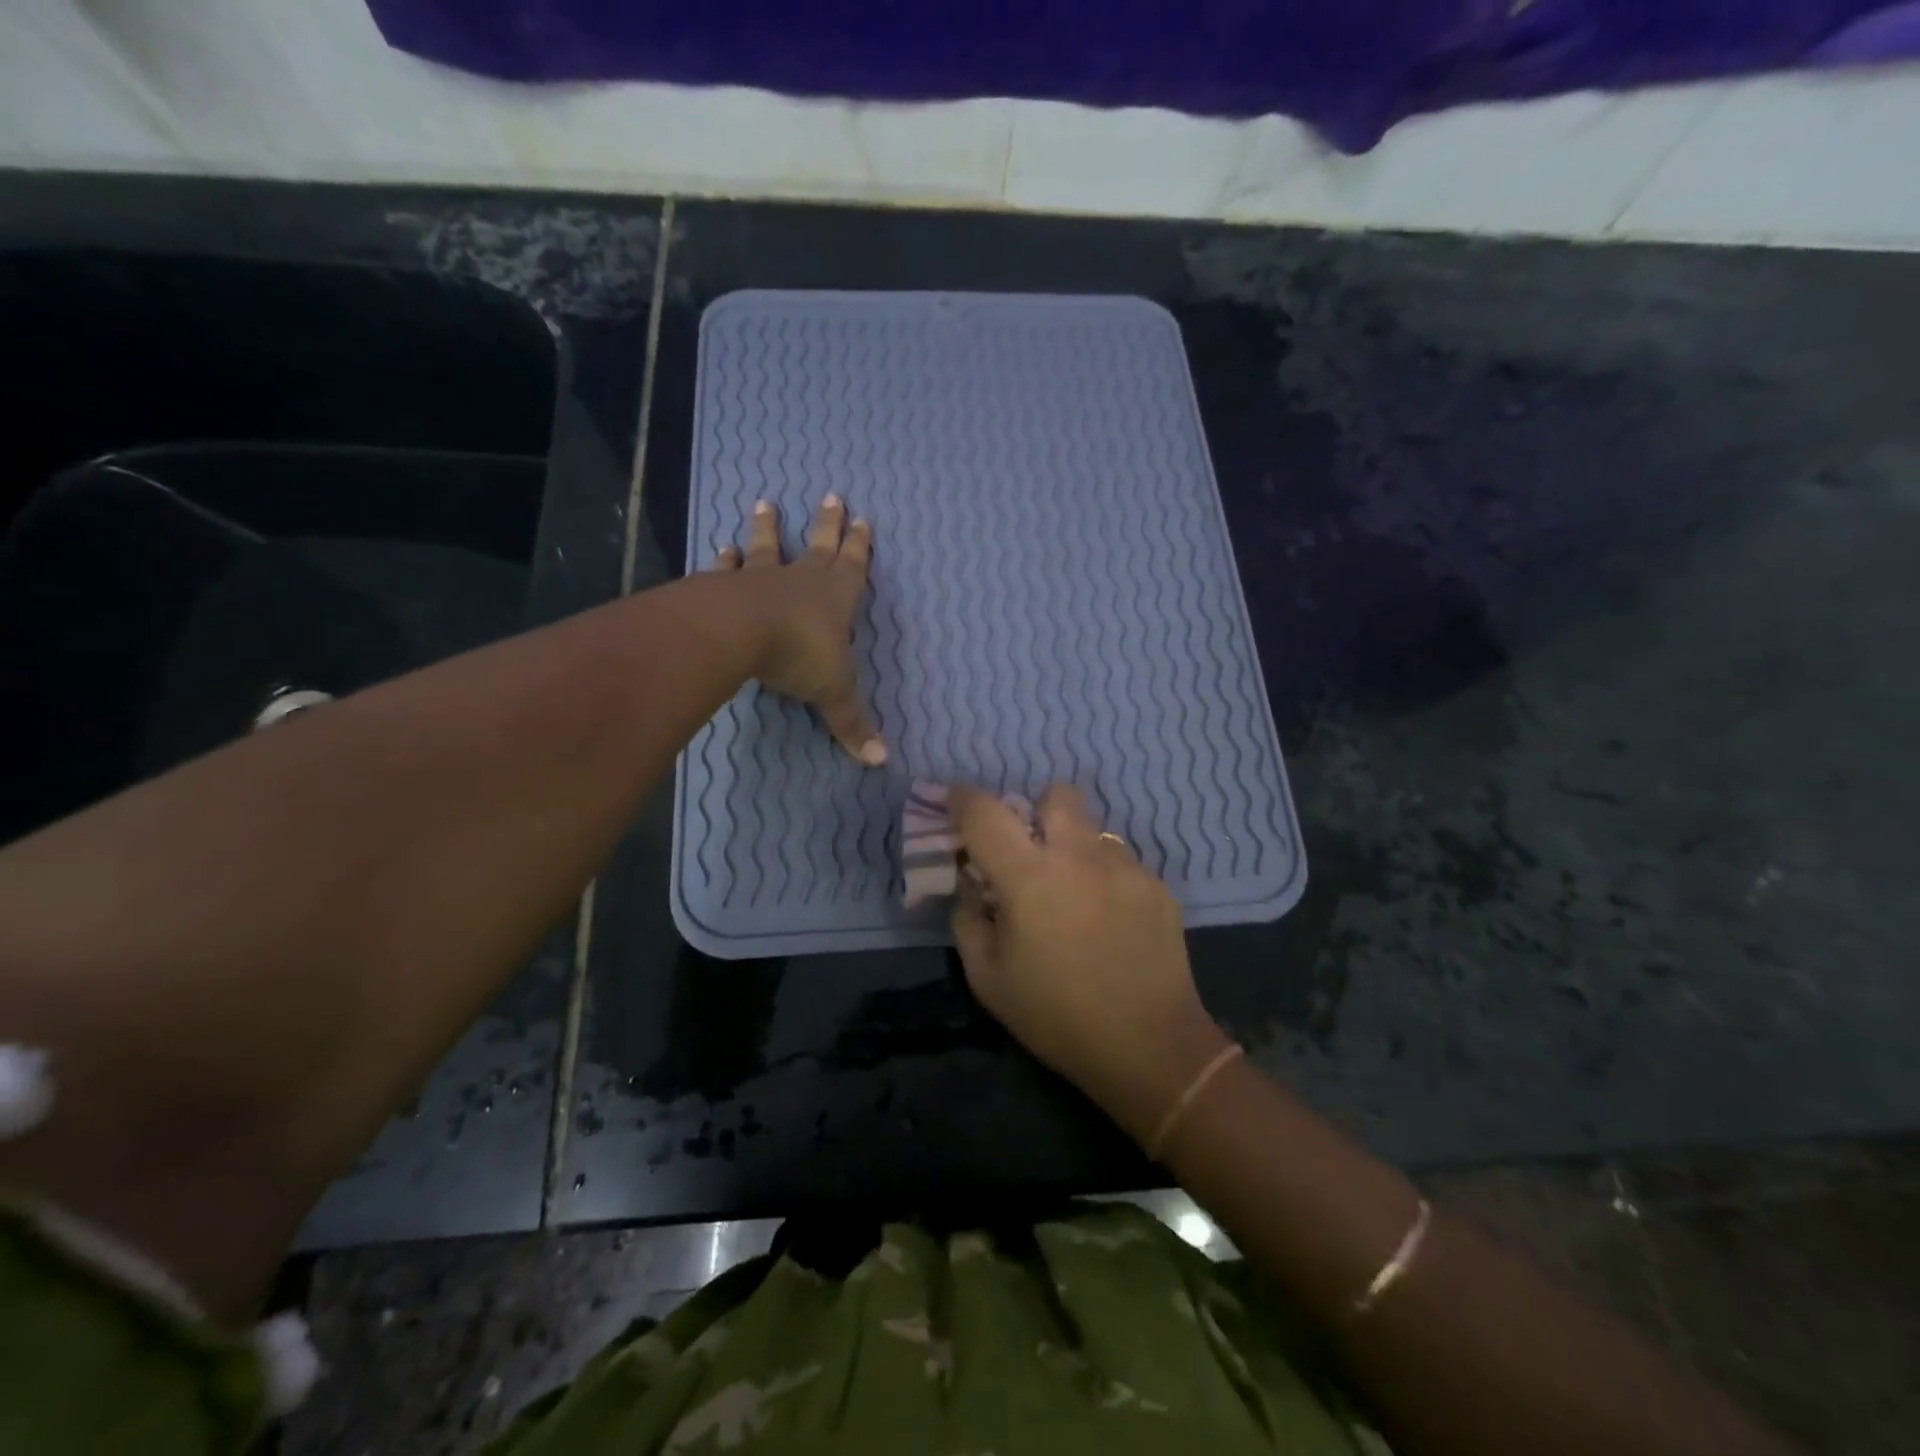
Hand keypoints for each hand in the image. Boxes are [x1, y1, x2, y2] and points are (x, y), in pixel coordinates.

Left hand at [710, 496, 885, 765]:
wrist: (740, 633)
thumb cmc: (799, 655)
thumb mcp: (833, 694)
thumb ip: (852, 725)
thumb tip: (880, 762)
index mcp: (835, 597)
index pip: (853, 566)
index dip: (859, 545)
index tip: (862, 519)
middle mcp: (801, 580)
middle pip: (818, 545)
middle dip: (827, 524)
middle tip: (830, 495)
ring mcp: (761, 579)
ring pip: (768, 547)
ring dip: (768, 528)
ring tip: (764, 504)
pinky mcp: (725, 586)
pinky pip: (728, 569)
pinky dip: (725, 560)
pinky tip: (721, 549)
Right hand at [949, 784, 1230, 1143]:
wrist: (1149, 1048)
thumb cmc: (1056, 1017)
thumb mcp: (988, 978)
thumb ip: (968, 918)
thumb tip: (971, 884)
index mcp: (1029, 877)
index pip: (985, 813)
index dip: (962, 799)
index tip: (956, 802)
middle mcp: (1079, 856)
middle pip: (1056, 794)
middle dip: (1036, 810)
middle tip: (1031, 850)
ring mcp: (1125, 868)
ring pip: (1093, 831)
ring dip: (1074, 849)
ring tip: (1075, 896)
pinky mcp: (1157, 886)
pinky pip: (1121, 863)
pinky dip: (1105, 879)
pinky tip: (1109, 923)